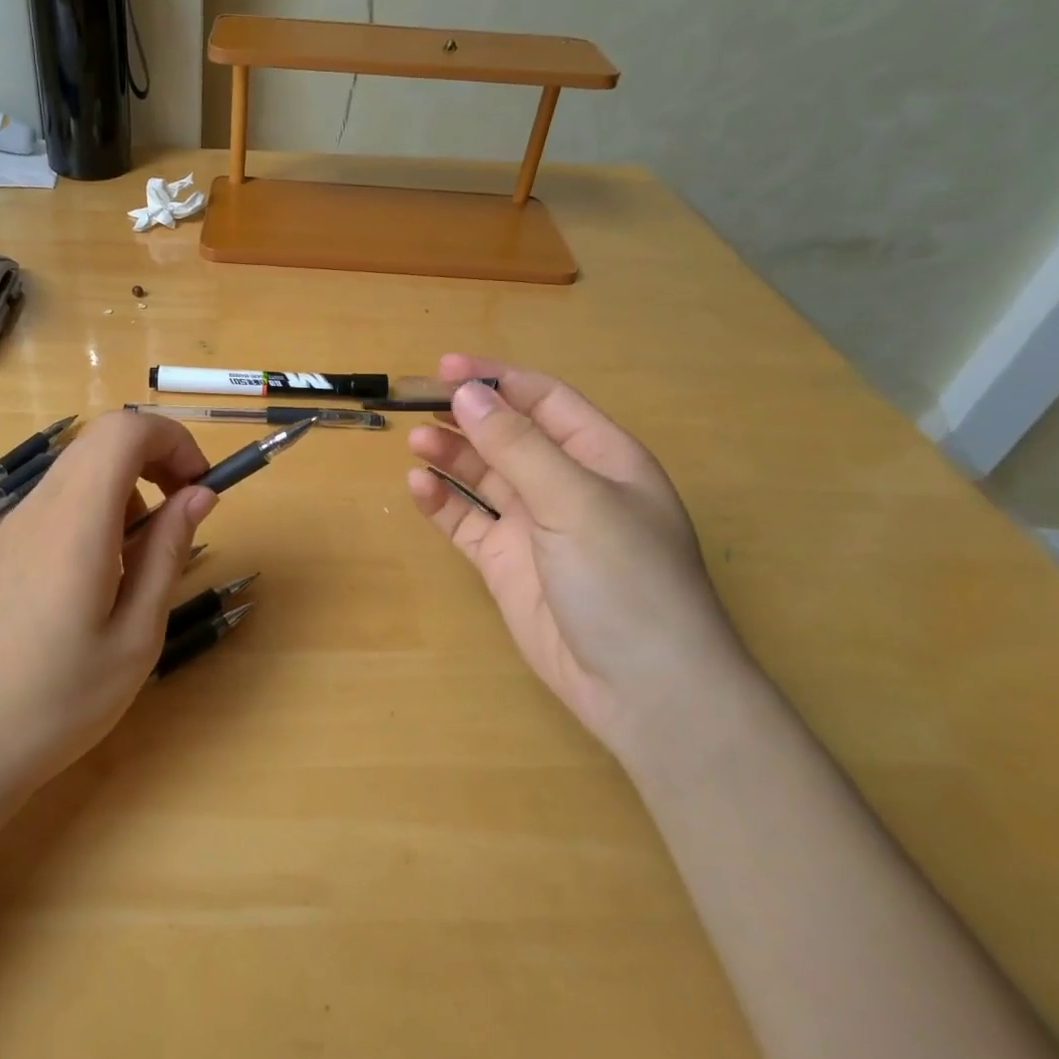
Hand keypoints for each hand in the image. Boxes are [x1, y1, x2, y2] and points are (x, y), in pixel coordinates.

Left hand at [0, 411, 216, 799]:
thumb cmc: (58, 701)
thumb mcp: (136, 634)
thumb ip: (168, 551)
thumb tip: (199, 494)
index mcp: (76, 522)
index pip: (124, 430)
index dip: (173, 441)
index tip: (199, 489)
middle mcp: (39, 508)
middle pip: (101, 439)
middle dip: (156, 458)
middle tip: (182, 513)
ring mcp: (13, 527)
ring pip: (80, 468)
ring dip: (127, 488)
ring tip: (139, 560)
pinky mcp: (1, 550)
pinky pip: (58, 501)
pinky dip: (95, 511)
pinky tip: (97, 578)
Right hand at [406, 355, 750, 756]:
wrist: (643, 690)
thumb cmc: (625, 579)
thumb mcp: (575, 501)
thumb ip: (518, 446)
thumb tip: (467, 394)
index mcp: (601, 458)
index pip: (545, 401)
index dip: (498, 380)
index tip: (447, 368)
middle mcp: (567, 486)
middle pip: (509, 436)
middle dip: (467, 417)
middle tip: (417, 403)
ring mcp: (535, 527)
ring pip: (484, 477)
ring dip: (451, 455)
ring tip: (415, 440)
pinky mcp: (507, 565)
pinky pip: (468, 522)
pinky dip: (442, 503)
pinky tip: (418, 487)